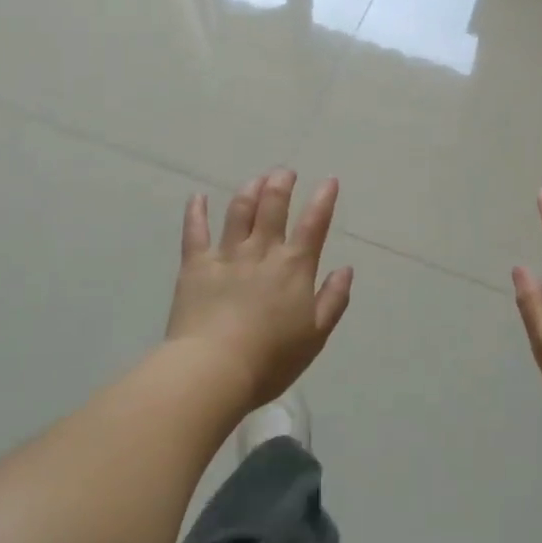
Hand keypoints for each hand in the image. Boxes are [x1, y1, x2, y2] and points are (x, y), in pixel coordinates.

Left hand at [167, 169, 353, 408]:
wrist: (214, 370)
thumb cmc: (271, 359)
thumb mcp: (315, 336)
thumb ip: (333, 300)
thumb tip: (346, 269)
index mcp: (294, 267)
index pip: (313, 224)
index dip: (323, 199)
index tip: (329, 180)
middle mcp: (262, 251)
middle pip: (273, 206)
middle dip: (281, 184)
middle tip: (285, 172)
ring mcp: (227, 255)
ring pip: (239, 211)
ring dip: (249, 190)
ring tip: (256, 179)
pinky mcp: (195, 265)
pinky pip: (195, 231)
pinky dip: (196, 211)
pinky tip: (198, 197)